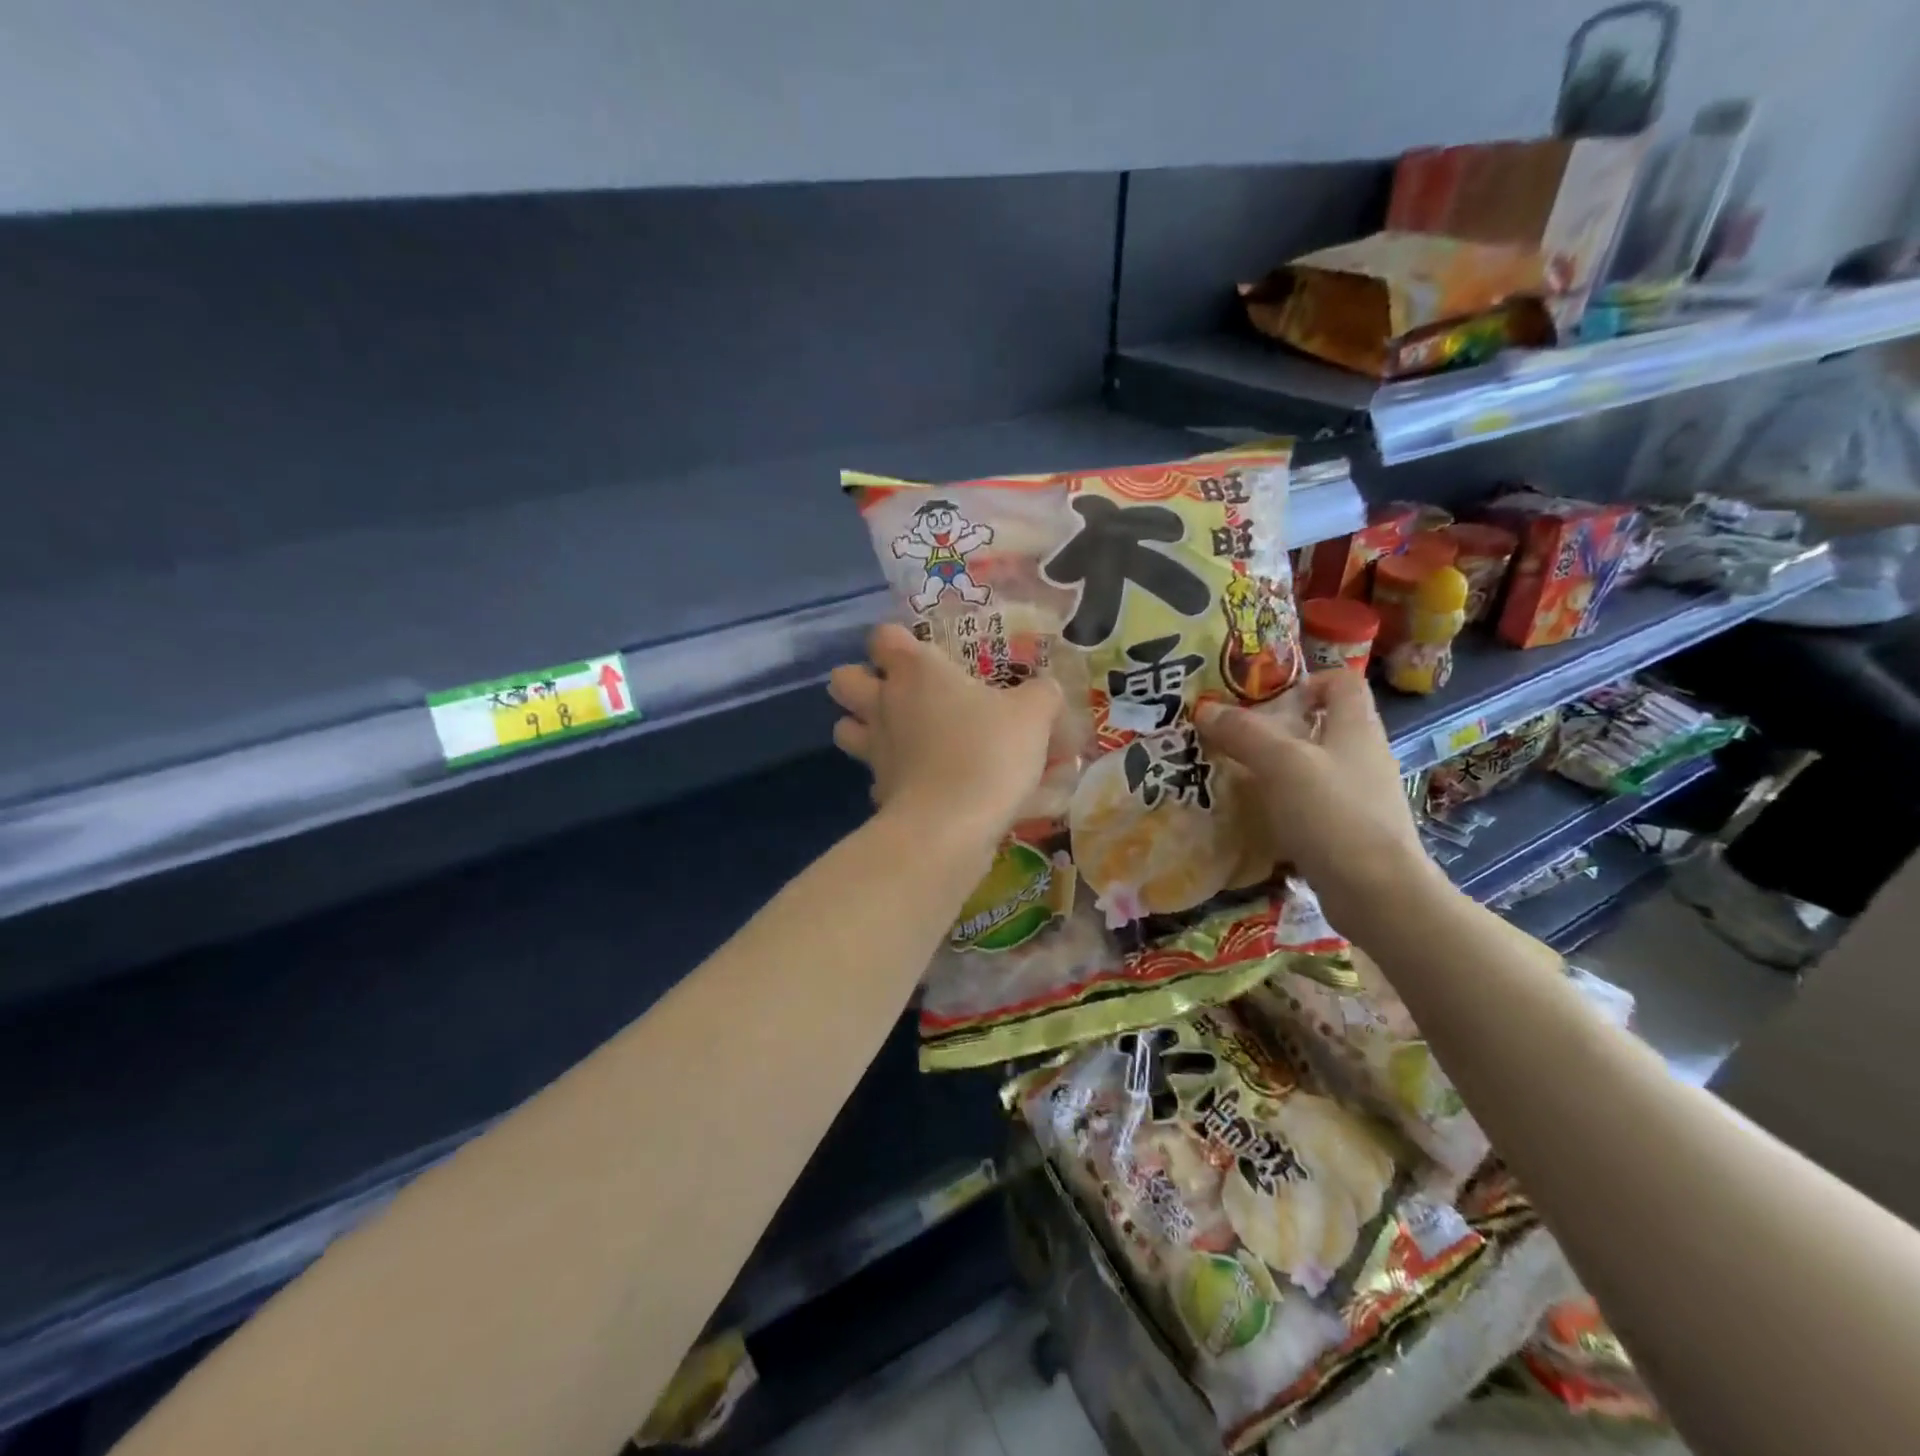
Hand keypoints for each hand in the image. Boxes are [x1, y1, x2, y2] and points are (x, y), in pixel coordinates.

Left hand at [829, 624, 1062, 841]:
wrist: (951, 825)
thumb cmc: (989, 752)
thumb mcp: (1033, 715)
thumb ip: (1040, 695)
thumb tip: (1044, 691)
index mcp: (916, 671)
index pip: (884, 637)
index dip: (896, 641)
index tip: (921, 653)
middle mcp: (885, 703)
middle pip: (843, 679)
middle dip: (860, 681)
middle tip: (895, 692)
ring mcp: (874, 749)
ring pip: (844, 728)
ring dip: (861, 728)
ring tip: (897, 735)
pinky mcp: (877, 790)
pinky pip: (874, 775)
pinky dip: (890, 777)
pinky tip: (917, 782)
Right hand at [1199, 669, 1443, 936]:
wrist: (1377, 892)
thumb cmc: (1332, 813)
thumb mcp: (1280, 763)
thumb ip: (1243, 732)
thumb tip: (1204, 709)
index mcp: (1356, 727)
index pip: (1342, 682)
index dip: (1308, 681)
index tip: (1268, 698)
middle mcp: (1364, 756)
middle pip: (1324, 725)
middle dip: (1280, 728)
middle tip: (1236, 738)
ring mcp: (1360, 796)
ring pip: (1315, 768)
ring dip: (1278, 769)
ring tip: (1238, 778)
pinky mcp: (1352, 832)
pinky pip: (1313, 806)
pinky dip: (1286, 806)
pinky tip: (1259, 819)